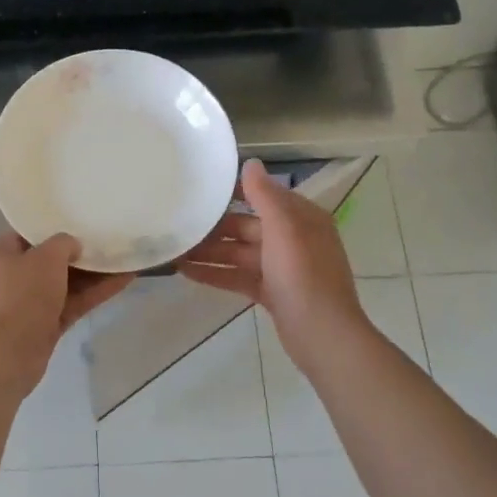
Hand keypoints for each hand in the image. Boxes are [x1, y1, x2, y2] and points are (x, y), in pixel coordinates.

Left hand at [0, 234, 133, 397]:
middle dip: (80, 254)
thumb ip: (63, 244)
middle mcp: (12, 277)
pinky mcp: (45, 327)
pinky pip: (73, 304)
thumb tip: (72, 246)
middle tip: (110, 240)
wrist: (3, 357)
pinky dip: (95, 293)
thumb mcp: (45, 257)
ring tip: (125, 259)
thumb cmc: (19, 296)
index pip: (30, 236)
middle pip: (51, 261)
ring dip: (94, 274)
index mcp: (1, 254)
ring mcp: (29, 305)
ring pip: (66, 284)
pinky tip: (123, 281)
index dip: (56, 229)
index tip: (82, 223)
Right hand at [176, 159, 365, 368]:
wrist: (322, 333)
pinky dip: (215, 274)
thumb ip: (264, 195)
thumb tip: (251, 163)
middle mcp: (293, 239)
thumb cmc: (303, 273)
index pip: (264, 196)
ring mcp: (282, 268)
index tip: (202, 188)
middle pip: (247, 226)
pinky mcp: (272, 292)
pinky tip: (185, 272)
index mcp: (302, 218)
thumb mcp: (283, 227)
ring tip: (175, 248)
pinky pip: (239, 277)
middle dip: (215, 226)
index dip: (234, 192)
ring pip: (240, 253)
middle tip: (179, 222)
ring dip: (210, 251)